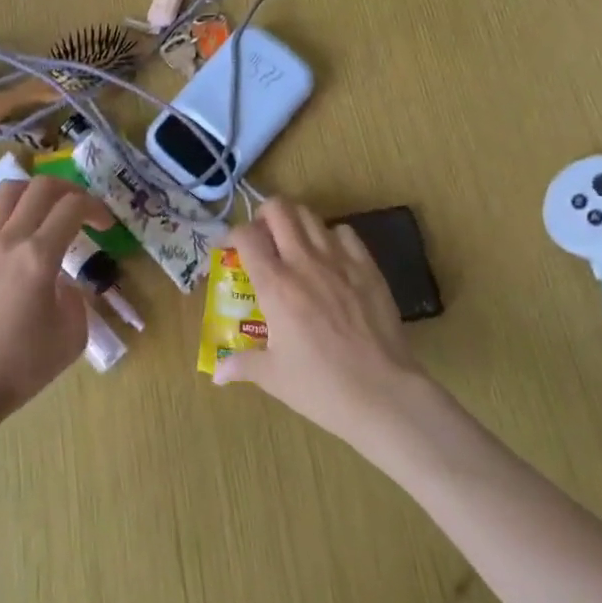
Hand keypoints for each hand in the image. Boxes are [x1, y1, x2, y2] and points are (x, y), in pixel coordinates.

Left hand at [0, 177, 104, 428]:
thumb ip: (76, 299)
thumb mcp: (72, 337)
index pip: (72, 207)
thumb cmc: (21, 366)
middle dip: (67, 189)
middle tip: (77, 208)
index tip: (104, 224)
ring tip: (39, 211)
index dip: (95, 207)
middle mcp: (7, 240)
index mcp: (39, 256)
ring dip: (29, 194)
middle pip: (39, 188)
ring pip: (3, 195)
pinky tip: (1, 233)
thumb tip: (62, 284)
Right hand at [212, 199, 428, 445]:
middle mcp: (304, 262)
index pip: (246, 236)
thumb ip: (242, 365)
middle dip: (263, 215)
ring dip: (294, 222)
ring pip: (310, 216)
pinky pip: (344, 232)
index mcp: (275, 286)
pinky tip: (329, 258)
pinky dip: (330, 237)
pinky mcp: (368, 267)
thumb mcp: (273, 377)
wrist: (383, 393)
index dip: (230, 235)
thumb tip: (217, 374)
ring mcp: (339, 260)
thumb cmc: (322, 387)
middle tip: (261, 237)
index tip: (227, 249)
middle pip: (279, 209)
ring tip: (292, 244)